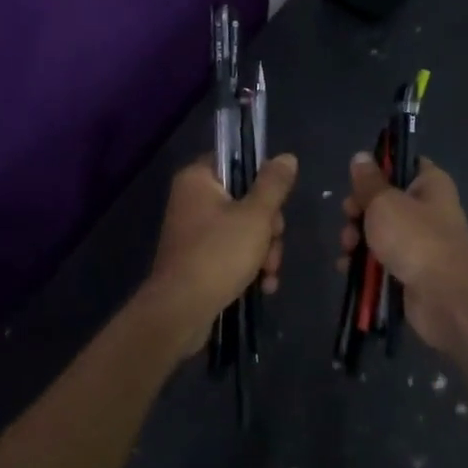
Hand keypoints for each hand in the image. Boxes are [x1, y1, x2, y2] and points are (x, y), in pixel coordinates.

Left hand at [143, 154, 297, 357]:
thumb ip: (273, 185)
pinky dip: (248, 267)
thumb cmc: (218, 254)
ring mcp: (193, 232)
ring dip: (263, 251)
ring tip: (268, 274)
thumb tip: (286, 157)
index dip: (261, 181)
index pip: (235, 162)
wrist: (181, 311)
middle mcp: (191, 200)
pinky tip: (263, 286)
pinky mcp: (197, 260)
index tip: (276, 203)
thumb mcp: (255, 216)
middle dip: (268, 228)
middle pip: (245, 200)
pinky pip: (231, 253)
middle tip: (272, 245)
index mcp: (197, 179)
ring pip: (243, 230)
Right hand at [337, 154, 467, 352]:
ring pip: (378, 233)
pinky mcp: (409, 272)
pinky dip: (363, 265)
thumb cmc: (416, 238)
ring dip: (357, 239)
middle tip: (350, 217)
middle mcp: (427, 211)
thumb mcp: (384, 201)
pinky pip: (380, 262)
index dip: (379, 169)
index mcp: (429, 184)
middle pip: (383, 201)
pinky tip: (347, 268)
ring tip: (348, 248)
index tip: (358, 179)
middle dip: (359, 210)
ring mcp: (419, 244)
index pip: (404, 164)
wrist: (446, 298)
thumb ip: (368, 181)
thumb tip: (361, 156)